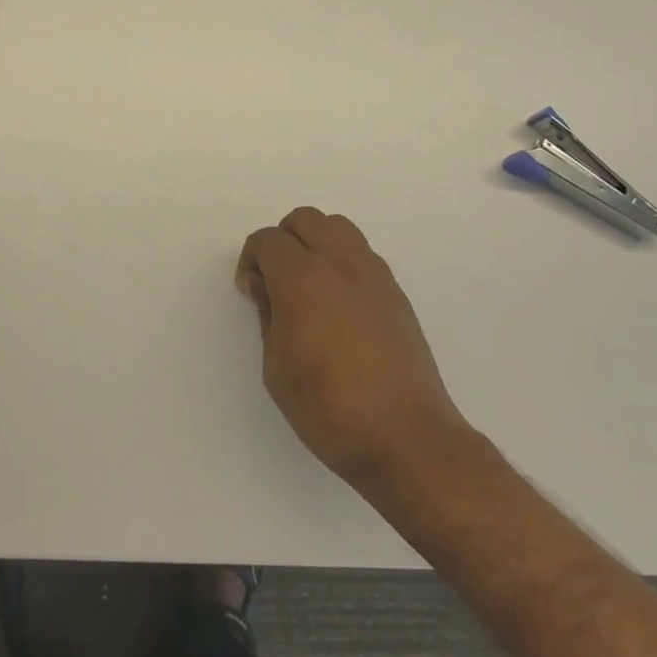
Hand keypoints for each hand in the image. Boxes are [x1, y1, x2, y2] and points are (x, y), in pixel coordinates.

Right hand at [236, 207, 469, 490]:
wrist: (405, 437)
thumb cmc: (328, 409)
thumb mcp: (276, 368)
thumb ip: (267, 314)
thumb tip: (265, 285)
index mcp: (302, 279)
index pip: (268, 240)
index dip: (251, 260)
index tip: (252, 291)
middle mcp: (339, 263)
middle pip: (304, 219)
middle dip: (282, 241)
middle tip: (276, 280)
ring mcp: (373, 273)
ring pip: (337, 227)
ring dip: (315, 242)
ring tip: (309, 285)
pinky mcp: (395, 291)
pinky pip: (361, 253)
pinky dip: (342, 260)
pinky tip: (339, 303)